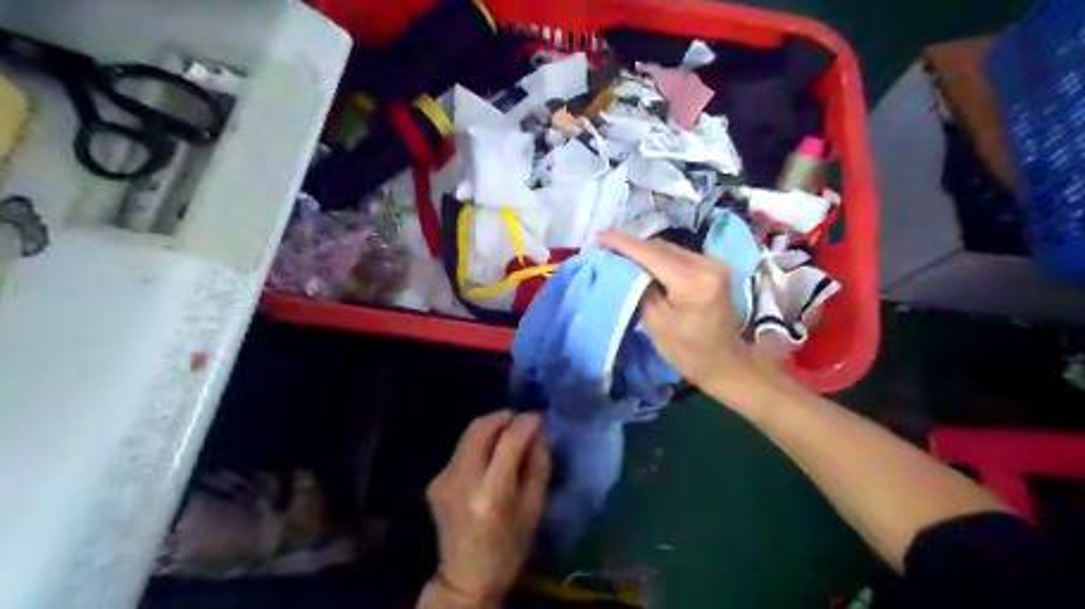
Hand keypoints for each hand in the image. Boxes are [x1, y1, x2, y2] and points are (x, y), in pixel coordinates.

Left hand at [425, 413, 552, 606]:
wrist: (465, 578)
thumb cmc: (509, 548)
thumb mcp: (534, 508)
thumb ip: (538, 464)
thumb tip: (538, 431)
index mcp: (490, 495)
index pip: (508, 442)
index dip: (525, 423)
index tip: (538, 417)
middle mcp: (461, 481)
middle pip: (480, 428)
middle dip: (503, 417)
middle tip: (521, 421)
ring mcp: (443, 479)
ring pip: (468, 434)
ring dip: (492, 428)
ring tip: (508, 437)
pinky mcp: (434, 481)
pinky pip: (461, 450)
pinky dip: (480, 446)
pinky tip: (490, 460)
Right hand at [596, 230, 755, 397]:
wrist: (724, 361)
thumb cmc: (687, 350)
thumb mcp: (656, 322)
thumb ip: (640, 289)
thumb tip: (625, 264)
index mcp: (694, 281)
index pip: (653, 255)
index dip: (625, 244)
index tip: (601, 236)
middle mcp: (708, 264)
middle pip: (663, 247)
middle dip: (633, 245)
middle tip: (606, 245)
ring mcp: (714, 263)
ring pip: (670, 249)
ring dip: (645, 250)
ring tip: (620, 252)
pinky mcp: (713, 266)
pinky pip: (679, 255)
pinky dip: (659, 257)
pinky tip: (643, 261)